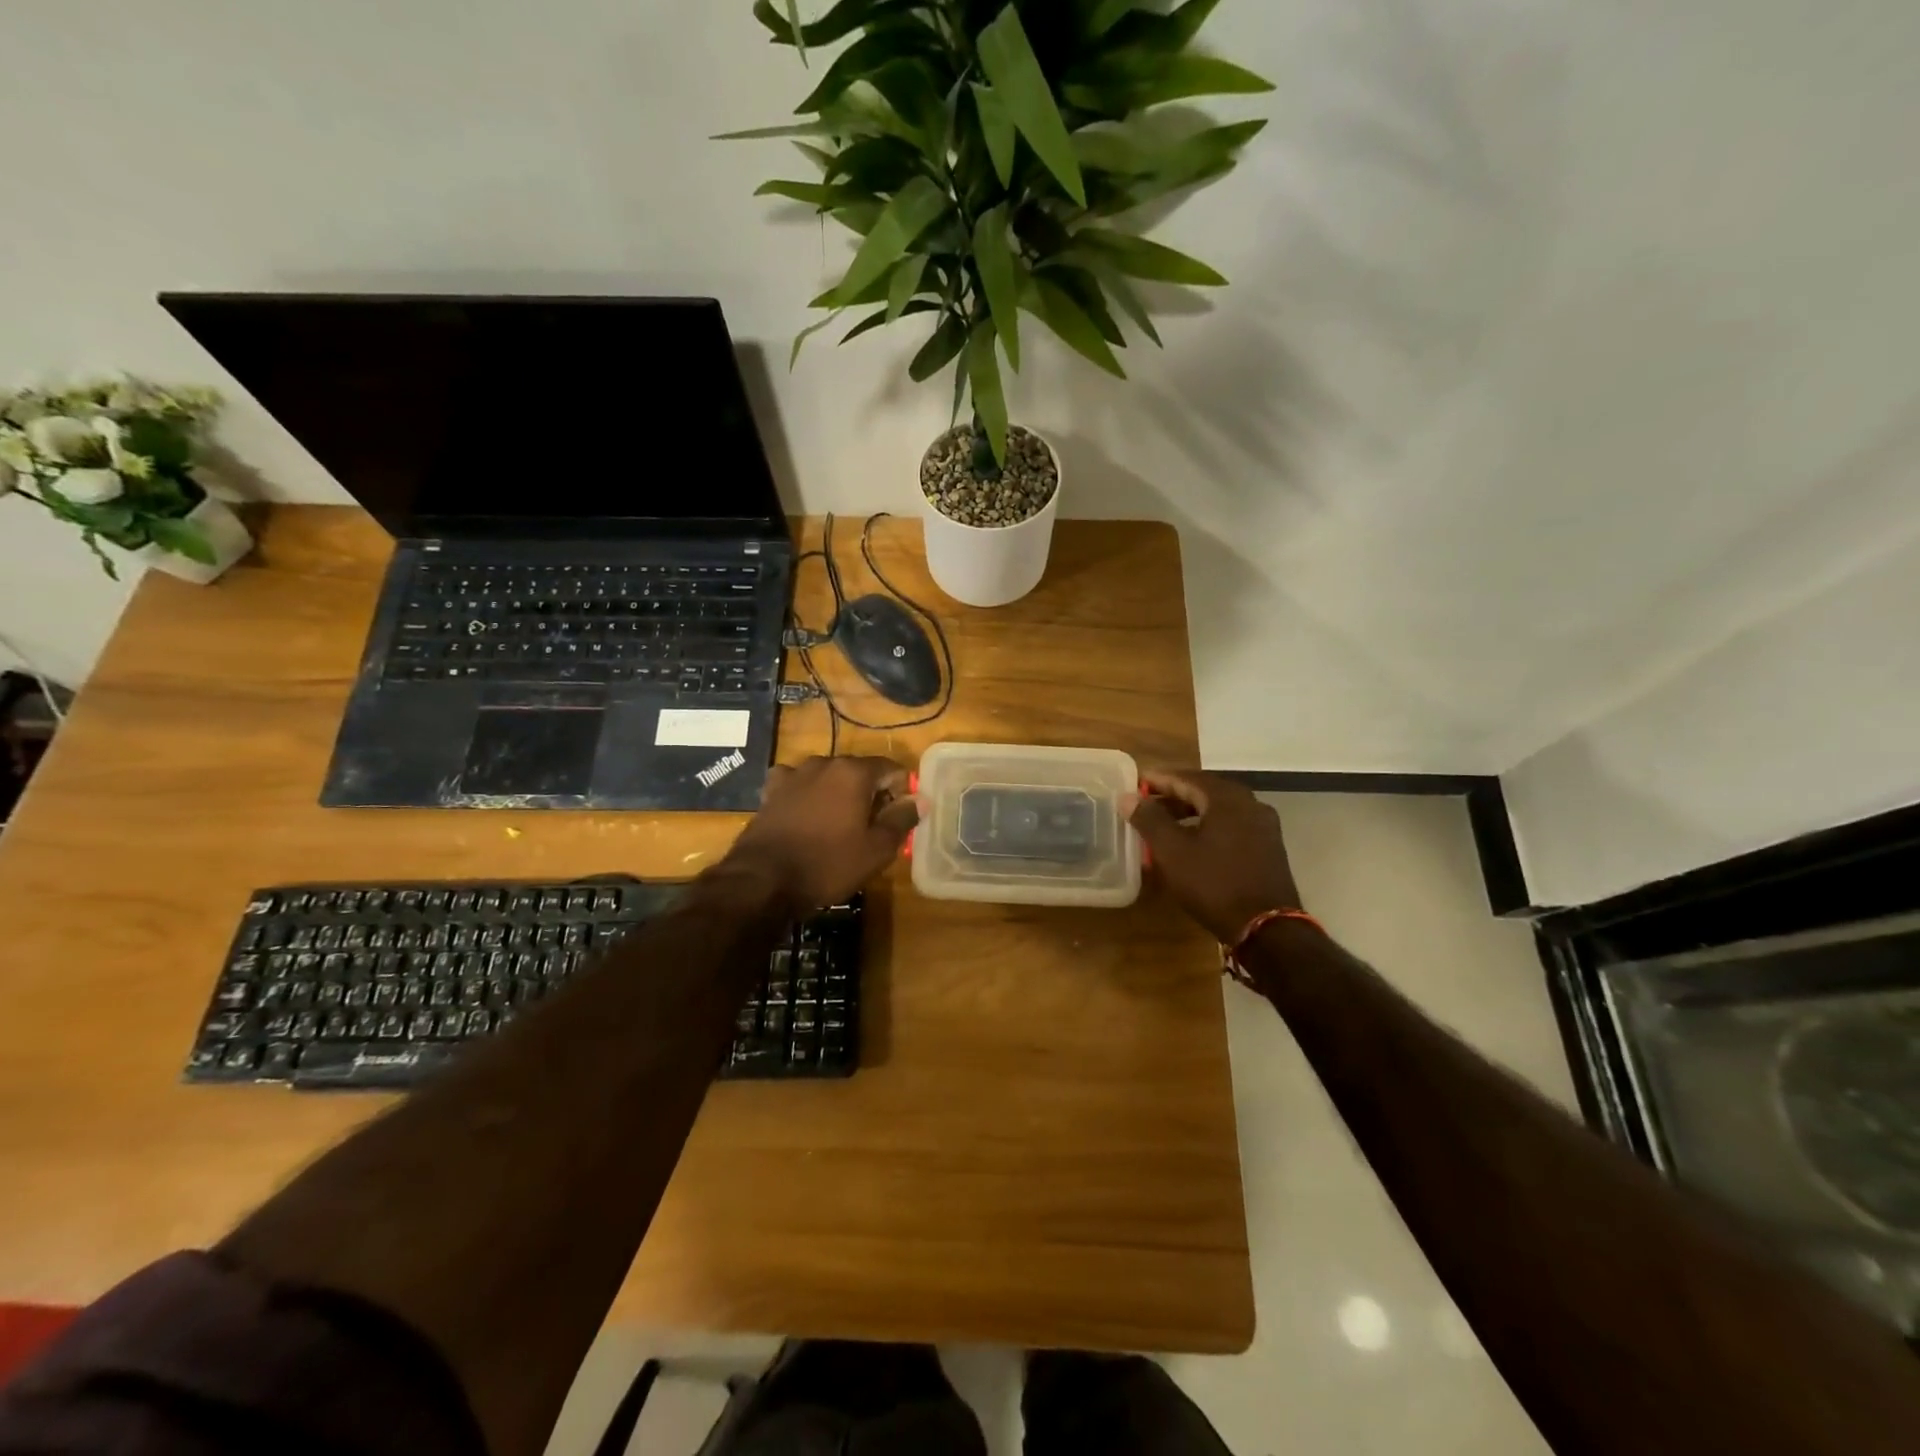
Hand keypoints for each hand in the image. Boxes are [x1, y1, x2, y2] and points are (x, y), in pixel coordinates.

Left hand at [722, 755, 918, 912]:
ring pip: (829, 778)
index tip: (898, 819)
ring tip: (838, 826)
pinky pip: (799, 786)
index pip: (892, 769)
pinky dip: (808, 797)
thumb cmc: (828, 864)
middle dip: (870, 794)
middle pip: (859, 772)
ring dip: (838, 795)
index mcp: (854, 772)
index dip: (901, 792)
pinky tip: (806, 817)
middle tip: (872, 828)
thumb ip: (902, 819)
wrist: (763, 880)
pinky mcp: (771, 790)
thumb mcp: (876, 849)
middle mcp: (824, 763)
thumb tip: (921, 799)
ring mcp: (794, 774)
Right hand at [1126, 769, 1303, 942]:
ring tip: (1165, 826)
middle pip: (1205, 791)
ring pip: (1219, 810)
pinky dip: (1208, 827)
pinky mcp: (1268, 848)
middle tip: (1147, 804)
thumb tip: (1128, 797)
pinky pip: (1232, 826)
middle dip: (1174, 796)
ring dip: (1190, 813)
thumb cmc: (1214, 884)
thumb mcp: (1172, 851)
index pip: (1186, 778)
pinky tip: (1193, 844)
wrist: (1267, 928)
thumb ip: (1149, 819)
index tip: (1136, 783)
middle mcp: (1250, 804)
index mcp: (1227, 798)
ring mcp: (1264, 826)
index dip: (1158, 779)